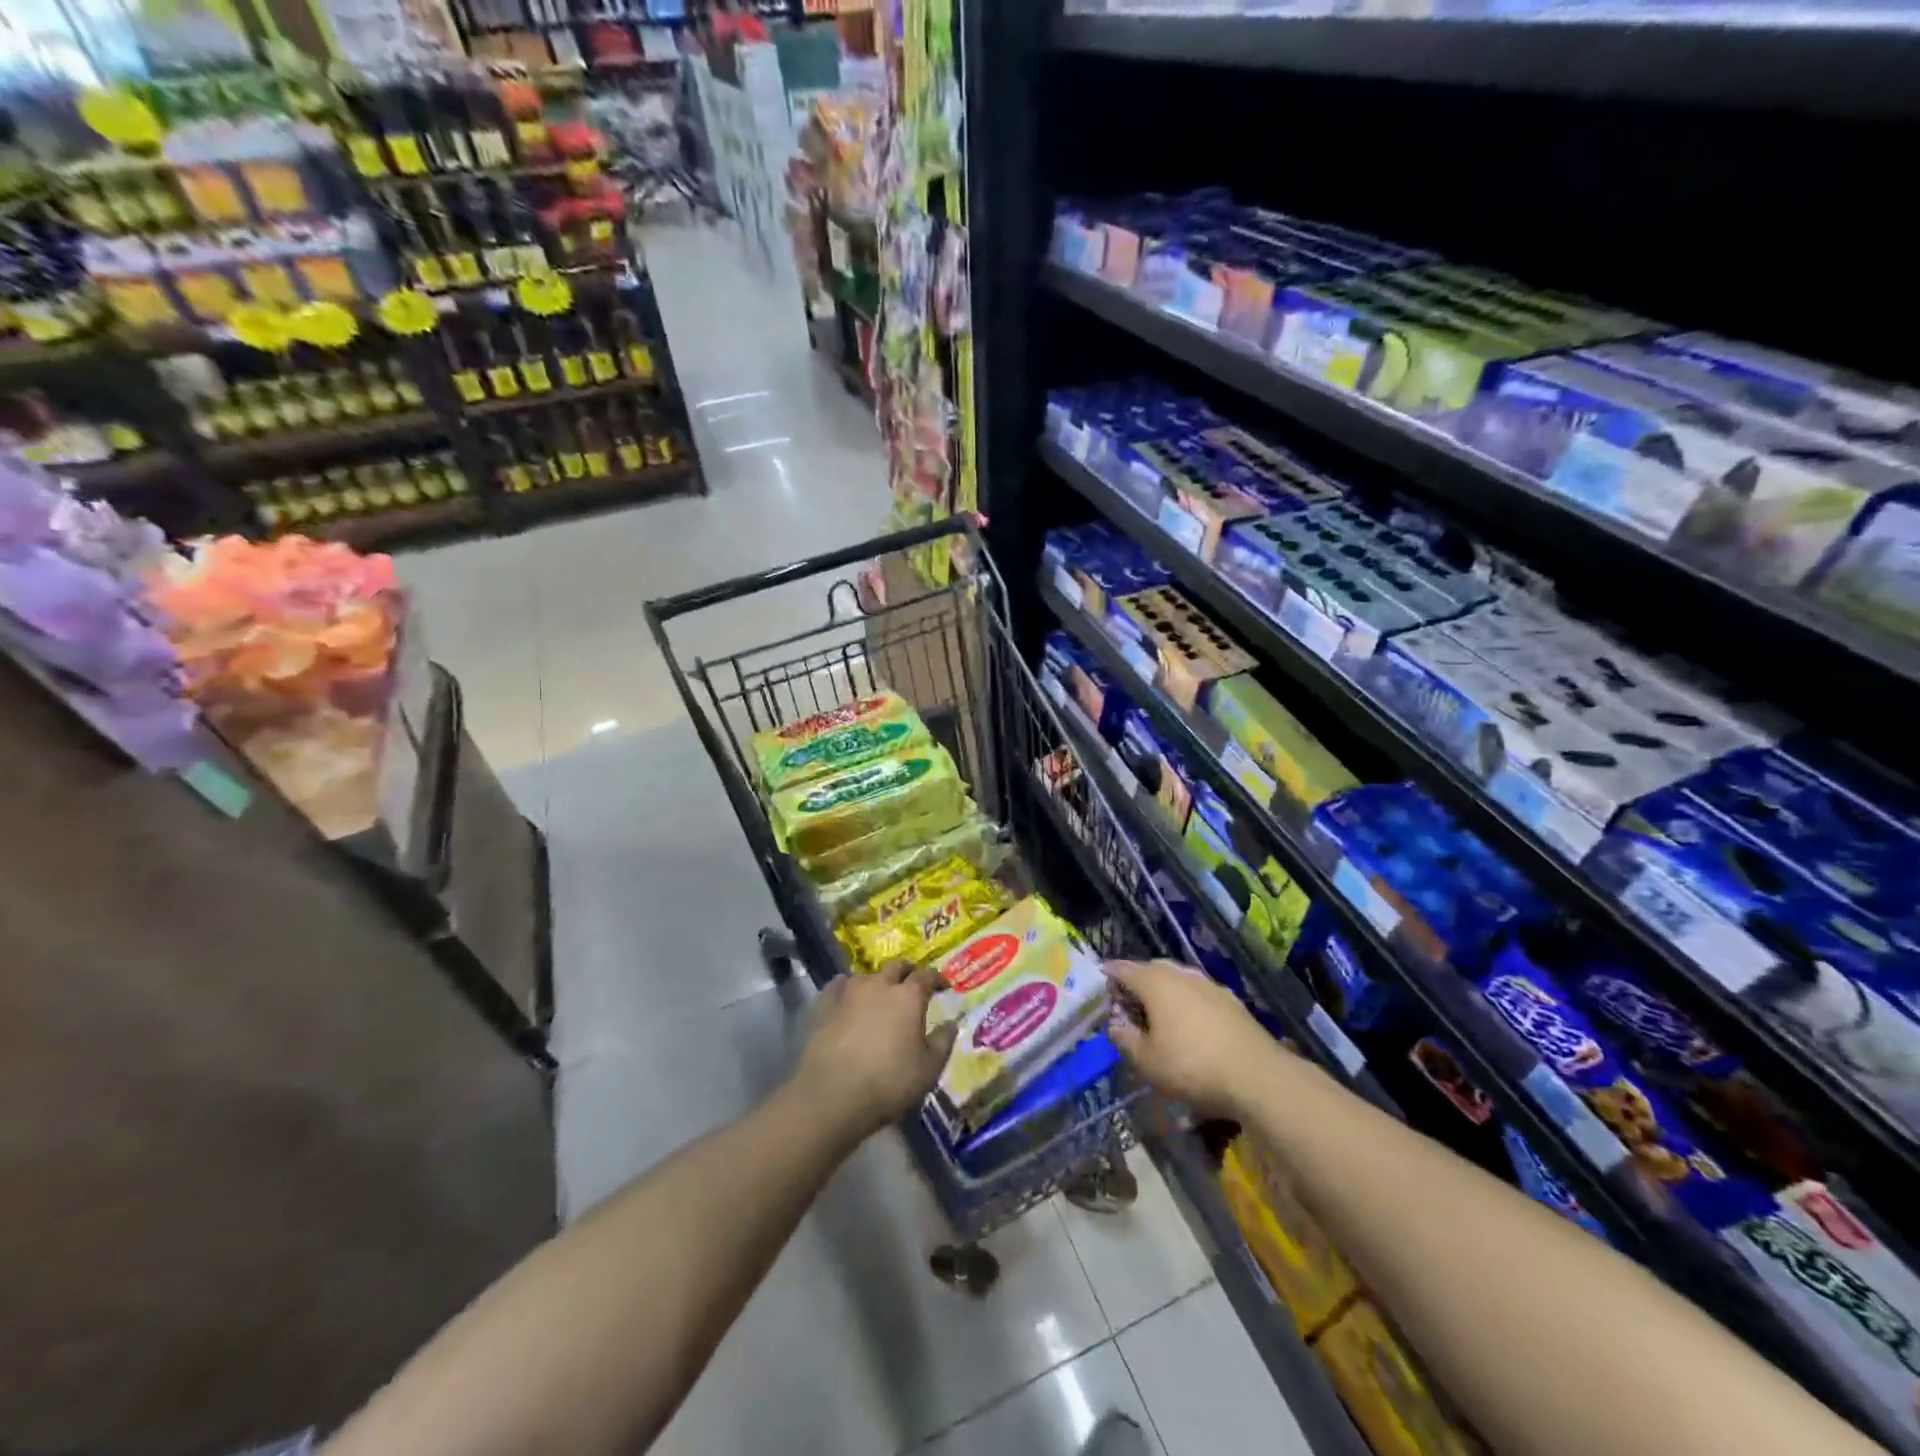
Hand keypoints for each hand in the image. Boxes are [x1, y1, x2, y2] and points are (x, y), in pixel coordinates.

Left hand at [794, 961, 957, 1140]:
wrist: (832, 1095)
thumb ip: (943, 1042)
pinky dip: (846, 989)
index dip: (937, 978)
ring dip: (877, 982)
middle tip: (913, 984)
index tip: (943, 986)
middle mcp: (879, 985)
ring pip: (867, 976)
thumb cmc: (888, 1083)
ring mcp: (849, 992)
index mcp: (908, 996)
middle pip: (896, 966)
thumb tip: (952, 1023)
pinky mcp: (824, 1005)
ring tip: (880, 995)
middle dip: (908, 972)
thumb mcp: (929, 1070)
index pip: (927, 975)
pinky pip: (838, 986)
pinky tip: (846, 998)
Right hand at [1105, 959, 1281, 1118]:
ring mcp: (1209, 985)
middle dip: (1138, 978)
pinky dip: (1187, 1000)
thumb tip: (1114, 1026)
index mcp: (1155, 984)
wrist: (1257, 1076)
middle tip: (1127, 997)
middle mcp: (1181, 975)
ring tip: (1158, 1009)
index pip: (1125, 969)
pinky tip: (1189, 1020)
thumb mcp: (1148, 1062)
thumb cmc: (1192, 1066)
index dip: (1110, 973)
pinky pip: (1198, 992)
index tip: (1101, 975)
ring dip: (1164, 988)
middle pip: (1152, 968)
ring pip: (1178, 978)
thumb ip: (1126, 1040)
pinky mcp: (1231, 1000)